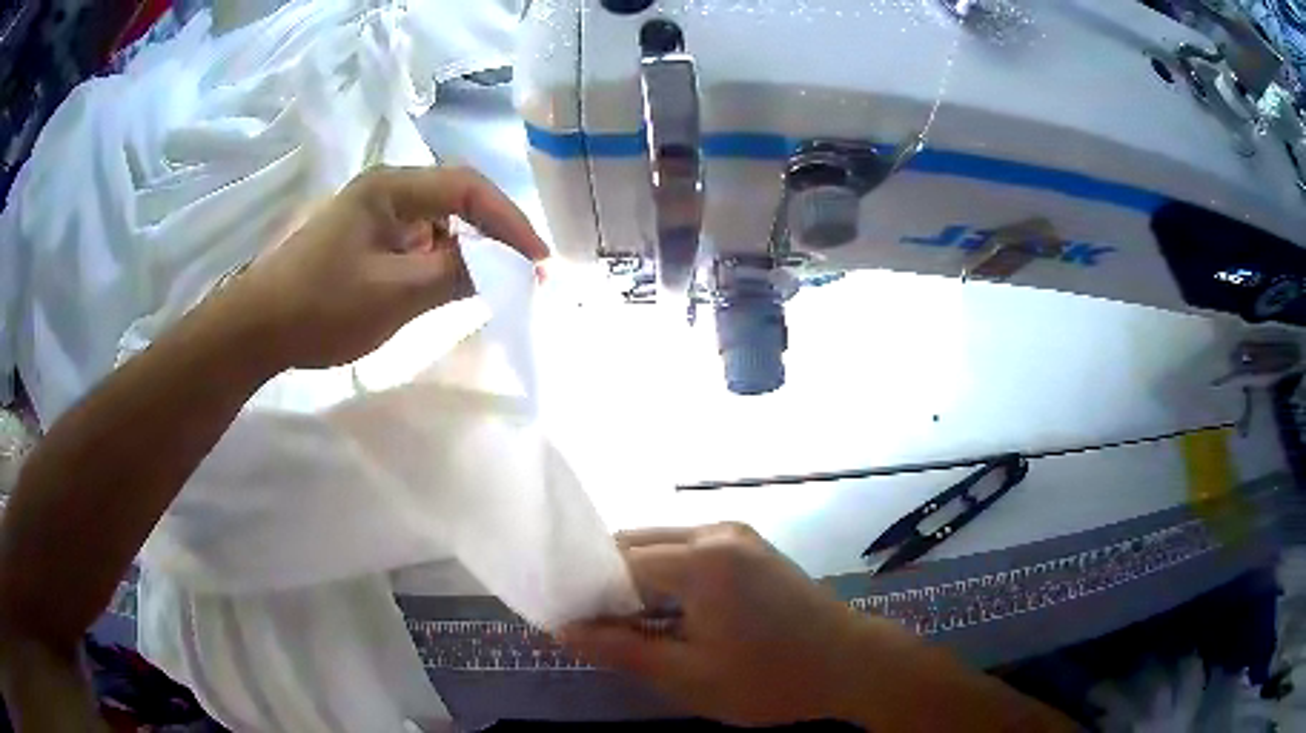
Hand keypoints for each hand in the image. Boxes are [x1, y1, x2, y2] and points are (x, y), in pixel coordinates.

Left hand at [216, 165, 548, 369]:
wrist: (259, 328)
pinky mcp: (366, 240)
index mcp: (391, 187)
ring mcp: (374, 215)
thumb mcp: (394, 294)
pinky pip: (418, 243)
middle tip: (526, 272)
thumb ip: (456, 275)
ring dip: (468, 250)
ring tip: (494, 283)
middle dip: (494, 235)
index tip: (539, 262)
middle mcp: (386, 189)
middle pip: (456, 200)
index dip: (509, 222)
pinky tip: (449, 286)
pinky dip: (441, 262)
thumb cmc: (322, 306)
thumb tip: (510, 269)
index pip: (467, 189)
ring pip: (439, 224)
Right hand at [560, 523, 908, 725]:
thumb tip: (564, 630)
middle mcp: (716, 532)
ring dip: (636, 580)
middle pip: (636, 545)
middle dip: (607, 582)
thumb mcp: (688, 676)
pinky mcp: (751, 547)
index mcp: (701, 559)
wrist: (852, 665)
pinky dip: (666, 578)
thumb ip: (621, 649)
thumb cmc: (771, 679)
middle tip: (591, 625)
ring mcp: (738, 535)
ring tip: (625, 623)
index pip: (615, 562)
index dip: (584, 591)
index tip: (564, 619)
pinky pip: (690, 553)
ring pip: (662, 547)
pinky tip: (666, 612)